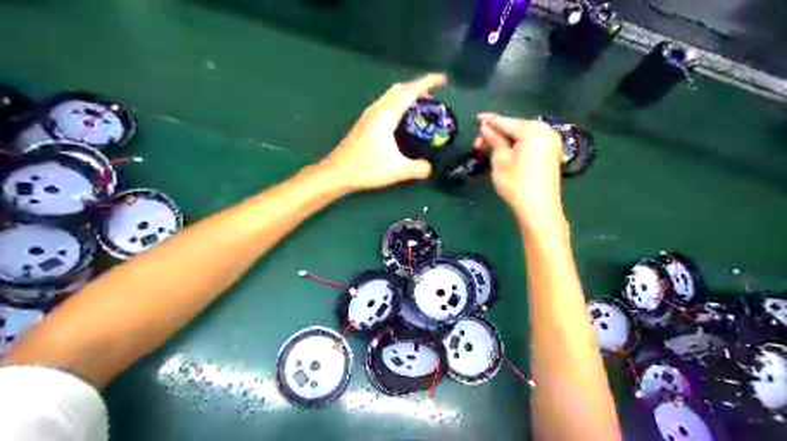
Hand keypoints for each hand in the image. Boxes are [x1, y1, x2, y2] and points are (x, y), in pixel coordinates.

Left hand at [318, 73, 441, 190]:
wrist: (337, 173)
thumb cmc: (366, 168)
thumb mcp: (397, 170)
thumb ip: (418, 168)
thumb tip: (431, 167)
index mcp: (386, 115)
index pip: (410, 92)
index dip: (427, 82)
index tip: (443, 79)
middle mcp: (377, 110)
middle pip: (400, 89)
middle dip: (418, 86)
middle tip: (434, 94)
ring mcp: (369, 115)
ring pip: (391, 95)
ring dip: (407, 94)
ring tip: (421, 103)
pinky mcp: (365, 123)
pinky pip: (386, 104)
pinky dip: (398, 102)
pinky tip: (402, 116)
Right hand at [472, 112, 565, 223]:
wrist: (539, 209)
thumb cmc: (517, 184)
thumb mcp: (500, 160)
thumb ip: (494, 140)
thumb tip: (485, 127)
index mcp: (533, 130)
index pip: (506, 121)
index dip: (489, 120)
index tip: (476, 117)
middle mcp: (545, 131)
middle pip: (515, 127)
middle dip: (496, 133)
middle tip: (478, 143)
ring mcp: (550, 142)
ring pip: (522, 135)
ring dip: (505, 140)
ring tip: (489, 149)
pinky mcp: (551, 154)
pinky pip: (530, 143)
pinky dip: (516, 145)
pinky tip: (505, 151)